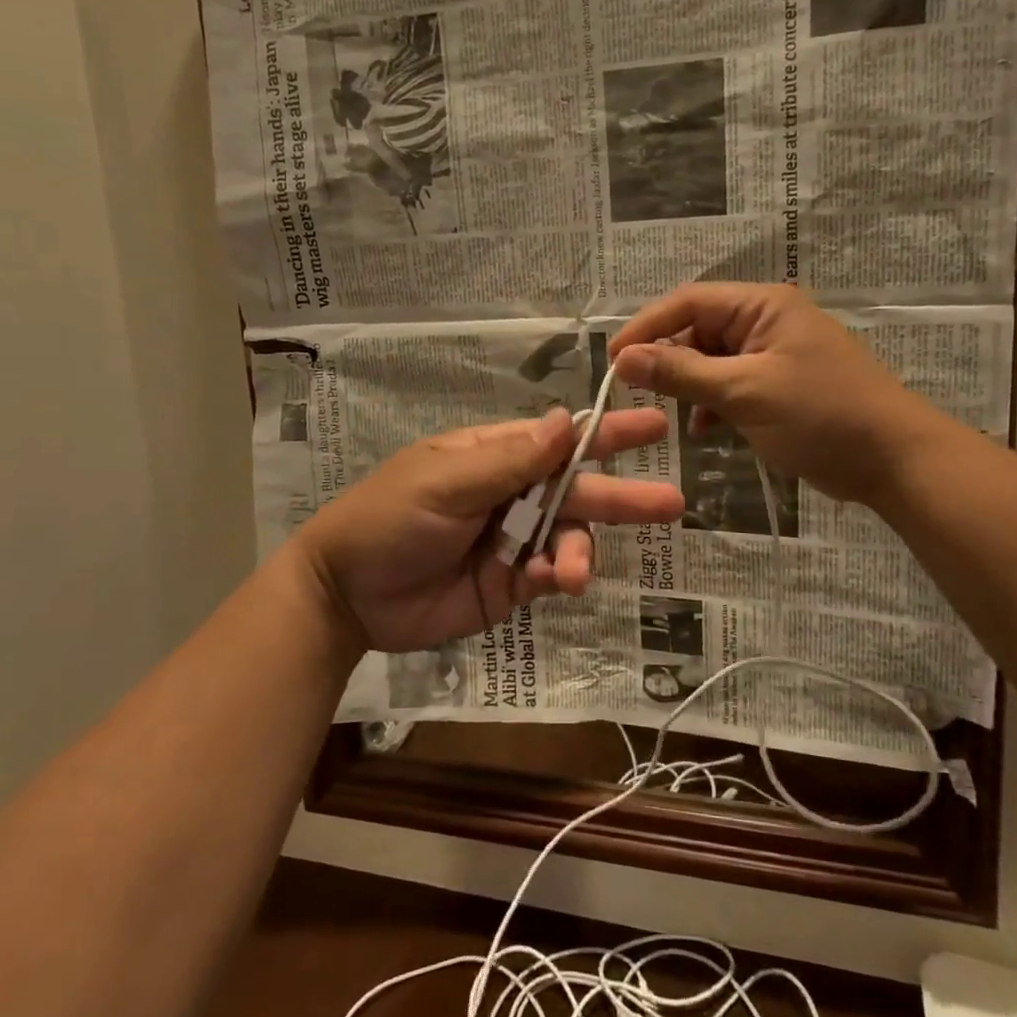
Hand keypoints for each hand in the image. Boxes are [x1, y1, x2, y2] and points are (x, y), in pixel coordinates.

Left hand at [295, 408, 682, 654]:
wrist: (346, 595)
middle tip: (670, 505)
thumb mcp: (445, 481)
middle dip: (621, 497)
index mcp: (495, 456)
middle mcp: (512, 494)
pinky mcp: (510, 584)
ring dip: (580, 552)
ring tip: (572, 573)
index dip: (607, 434)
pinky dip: (558, 578)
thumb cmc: (388, 518)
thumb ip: (509, 460)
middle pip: (577, 491)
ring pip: (569, 538)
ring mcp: (513, 540)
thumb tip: (565, 421)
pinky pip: (549, 576)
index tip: (655, 426)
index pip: (562, 440)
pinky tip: (554, 583)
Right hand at [609, 282, 939, 504]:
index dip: (646, 327)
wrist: (895, 462)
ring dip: (689, 385)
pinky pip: (731, 384)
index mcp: (762, 305)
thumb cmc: (821, 416)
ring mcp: (774, 353)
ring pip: (711, 360)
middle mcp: (766, 320)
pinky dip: (713, 403)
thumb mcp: (744, 392)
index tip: (612, 361)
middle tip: (636, 393)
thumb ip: (681, 372)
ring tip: (671, 416)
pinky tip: (703, 430)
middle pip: (698, 329)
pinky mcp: (779, 385)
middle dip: (668, 360)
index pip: (688, 302)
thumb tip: (622, 359)